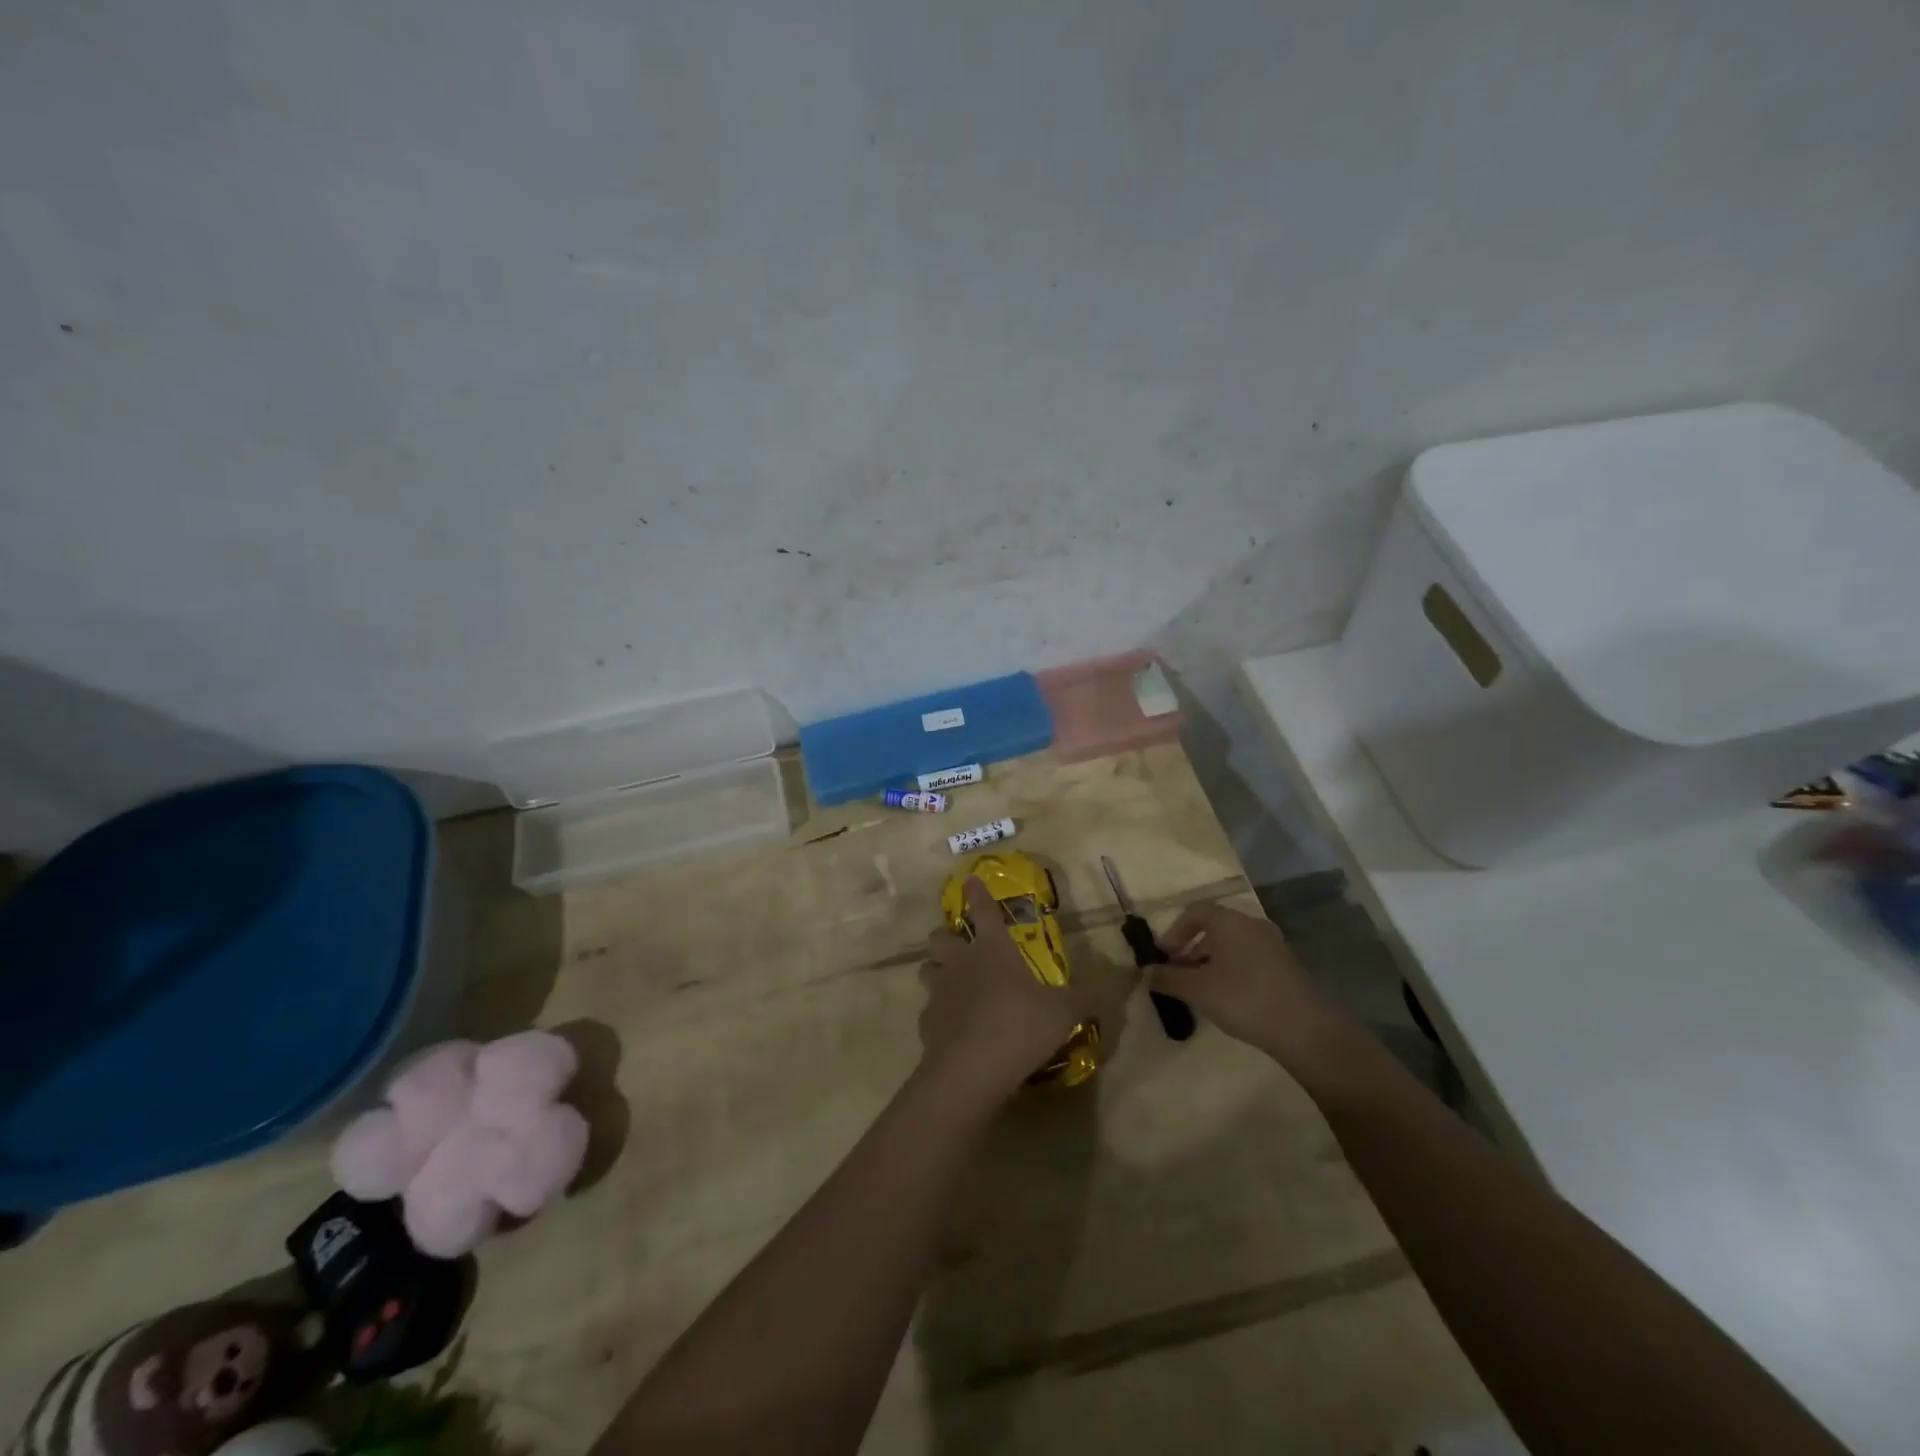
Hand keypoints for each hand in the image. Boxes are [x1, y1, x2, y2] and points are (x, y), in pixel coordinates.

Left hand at [918, 878, 1131, 1106]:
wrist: (969, 1071)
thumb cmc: (1019, 1027)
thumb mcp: (1064, 1012)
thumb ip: (1087, 996)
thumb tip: (1116, 980)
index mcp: (993, 950)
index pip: (983, 910)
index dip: (977, 893)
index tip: (970, 879)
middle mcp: (961, 963)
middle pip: (940, 936)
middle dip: (947, 936)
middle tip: (960, 945)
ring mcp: (939, 991)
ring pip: (927, 968)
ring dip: (937, 970)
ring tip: (952, 981)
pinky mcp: (926, 1022)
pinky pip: (929, 1009)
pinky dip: (939, 1012)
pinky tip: (953, 1026)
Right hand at [1151, 901, 1359, 1074]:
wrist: (1306, 1029)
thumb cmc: (1243, 998)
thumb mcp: (1198, 990)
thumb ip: (1168, 978)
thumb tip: (1145, 972)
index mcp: (1229, 921)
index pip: (1195, 912)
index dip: (1174, 931)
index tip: (1163, 956)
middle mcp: (1252, 924)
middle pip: (1214, 927)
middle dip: (1191, 947)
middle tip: (1177, 973)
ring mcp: (1273, 945)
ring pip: (1233, 944)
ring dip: (1210, 960)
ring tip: (1199, 988)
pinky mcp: (1286, 967)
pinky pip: (1249, 958)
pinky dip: (1231, 969)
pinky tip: (1227, 997)